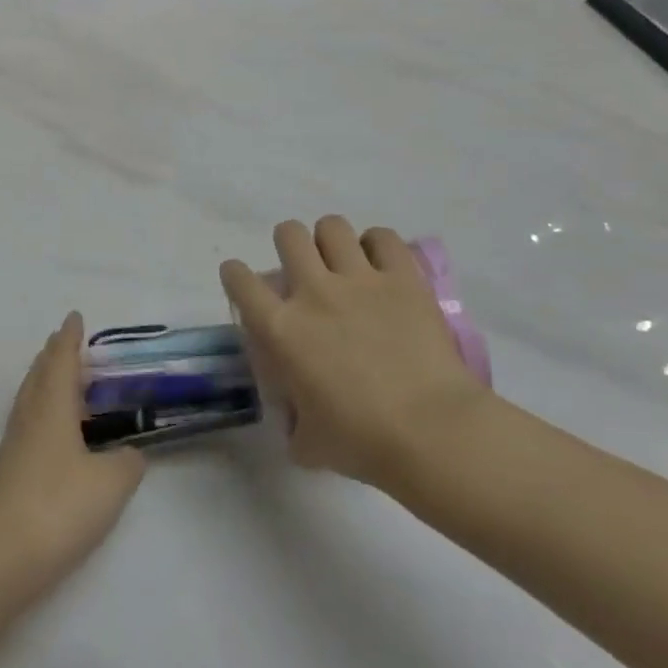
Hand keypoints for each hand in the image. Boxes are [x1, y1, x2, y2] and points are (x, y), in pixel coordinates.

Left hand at [0, 314, 144, 629]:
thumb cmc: (58, 507)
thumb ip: (127, 462)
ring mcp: (15, 443)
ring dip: (47, 379)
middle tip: (70, 342)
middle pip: (40, 373)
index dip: (70, 338)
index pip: (61, 360)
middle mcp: (29, 415)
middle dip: (54, 354)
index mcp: (51, 406)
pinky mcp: (9, 468)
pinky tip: (57, 427)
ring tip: (65, 376)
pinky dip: (45, 408)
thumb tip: (130, 452)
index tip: (75, 317)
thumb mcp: (110, 484)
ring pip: (32, 396)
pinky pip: (30, 420)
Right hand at [220, 218, 493, 489]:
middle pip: (288, 234)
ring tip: (342, 261)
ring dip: (331, 240)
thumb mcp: (308, 442)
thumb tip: (297, 423)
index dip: (235, 275)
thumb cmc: (360, 441)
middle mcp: (313, 292)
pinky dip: (377, 245)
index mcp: (280, 329)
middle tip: (303, 268)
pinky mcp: (403, 279)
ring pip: (331, 226)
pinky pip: (383, 238)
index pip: (239, 280)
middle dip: (289, 244)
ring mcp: (360, 280)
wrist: (431, 432)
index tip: (243, 282)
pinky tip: (381, 264)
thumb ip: (293, 424)